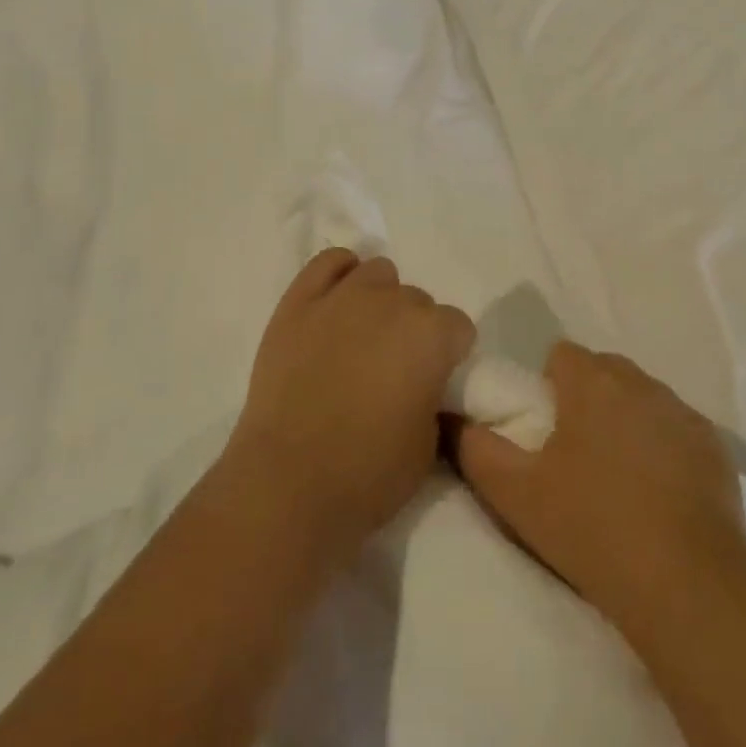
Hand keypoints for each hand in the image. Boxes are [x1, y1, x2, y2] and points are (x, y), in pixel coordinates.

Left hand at [225, 249, 475, 567]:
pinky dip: (340, 274)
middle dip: (413, 330)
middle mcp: (393, 302)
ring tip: (363, 337)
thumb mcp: (428, 446)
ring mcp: (343, 296)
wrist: (287, 484)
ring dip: (380, 299)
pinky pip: (329, 262)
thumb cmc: (368, 474)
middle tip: (393, 369)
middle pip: (417, 300)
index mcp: (432, 335)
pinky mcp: (299, 302)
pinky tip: (337, 301)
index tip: (434, 381)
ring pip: (378, 273)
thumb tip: (422, 384)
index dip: (449, 355)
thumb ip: (432, 397)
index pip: (458, 326)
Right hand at [456, 342, 745, 641]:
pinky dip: (664, 447)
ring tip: (619, 479)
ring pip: (642, 398)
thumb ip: (475, 447)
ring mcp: (682, 411)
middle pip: (604, 372)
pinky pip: (676, 429)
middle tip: (576, 456)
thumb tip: (453, 418)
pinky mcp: (714, 445)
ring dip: (626, 421)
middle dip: (588, 399)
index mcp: (592, 382)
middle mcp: (640, 381)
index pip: (562, 355)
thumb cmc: (592, 528)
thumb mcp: (515, 493)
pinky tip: (660, 495)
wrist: (686, 586)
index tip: (546, 431)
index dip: (548, 387)